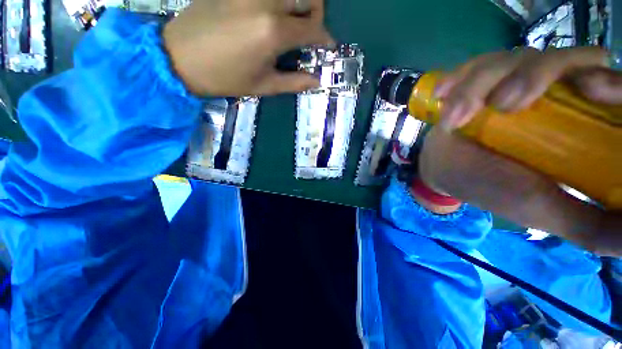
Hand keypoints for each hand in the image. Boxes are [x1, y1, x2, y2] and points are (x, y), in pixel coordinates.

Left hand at [163, 0, 333, 96]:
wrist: (179, 57)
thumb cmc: (225, 78)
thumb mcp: (264, 86)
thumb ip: (294, 83)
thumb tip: (317, 81)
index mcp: (274, 31)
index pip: (313, 29)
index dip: (325, 39)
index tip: (327, 47)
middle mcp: (266, 2)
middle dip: (316, 13)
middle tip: (309, 31)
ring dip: (298, 2)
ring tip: (292, 20)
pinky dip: (278, 2)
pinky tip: (271, 15)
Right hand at [418, 47, 621, 255]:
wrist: (446, 171)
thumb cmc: (494, 189)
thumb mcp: (544, 210)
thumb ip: (591, 225)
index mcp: (580, 122)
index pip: (608, 83)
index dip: (608, 78)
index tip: (589, 89)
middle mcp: (552, 93)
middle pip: (563, 59)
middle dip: (535, 74)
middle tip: (502, 105)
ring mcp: (512, 82)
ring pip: (513, 59)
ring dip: (481, 83)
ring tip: (454, 116)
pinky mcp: (478, 83)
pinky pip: (474, 66)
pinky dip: (459, 78)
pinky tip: (442, 95)